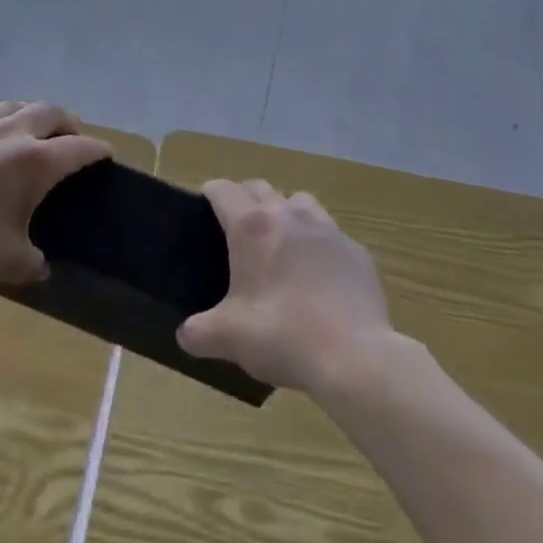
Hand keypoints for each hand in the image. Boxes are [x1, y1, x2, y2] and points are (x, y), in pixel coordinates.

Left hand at [0, 101, 109, 293]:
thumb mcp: (7, 262)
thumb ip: (32, 260)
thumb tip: (40, 265)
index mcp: (34, 161)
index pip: (77, 148)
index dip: (97, 150)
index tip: (106, 155)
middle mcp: (9, 135)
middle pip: (49, 111)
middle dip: (66, 125)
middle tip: (69, 145)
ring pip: (15, 106)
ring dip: (32, 117)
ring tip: (32, 139)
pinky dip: (2, 126)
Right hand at [178, 180, 394, 392]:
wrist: (354, 356)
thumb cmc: (282, 336)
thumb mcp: (229, 338)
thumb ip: (199, 332)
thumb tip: (186, 334)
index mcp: (252, 226)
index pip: (223, 190)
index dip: (209, 194)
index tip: (202, 210)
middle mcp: (288, 214)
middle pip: (259, 187)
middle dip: (244, 200)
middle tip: (235, 232)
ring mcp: (326, 228)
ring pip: (298, 201)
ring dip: (283, 212)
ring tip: (279, 245)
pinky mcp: (355, 250)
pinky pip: (329, 233)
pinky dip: (317, 243)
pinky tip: (318, 276)